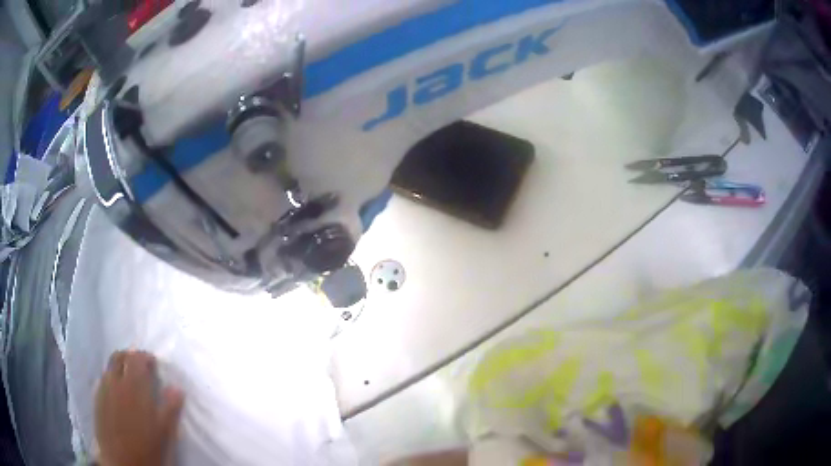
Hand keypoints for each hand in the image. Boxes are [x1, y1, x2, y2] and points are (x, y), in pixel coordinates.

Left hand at [95, 351, 184, 465]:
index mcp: (133, 386)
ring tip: (130, 383)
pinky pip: (103, 381)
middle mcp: (115, 382)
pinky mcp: (97, 401)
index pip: (136, 358)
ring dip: (120, 369)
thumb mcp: (165, 432)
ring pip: (109, 368)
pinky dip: (112, 381)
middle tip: (141, 369)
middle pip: (119, 357)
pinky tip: (119, 397)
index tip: (155, 365)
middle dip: (130, 357)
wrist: (123, 464)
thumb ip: (171, 408)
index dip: (146, 358)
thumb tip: (177, 388)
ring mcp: (103, 390)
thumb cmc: (148, 449)